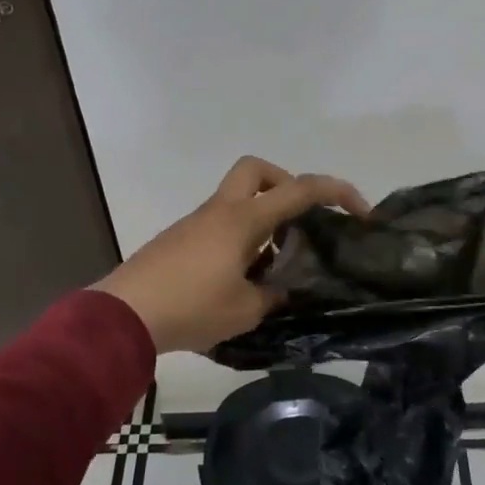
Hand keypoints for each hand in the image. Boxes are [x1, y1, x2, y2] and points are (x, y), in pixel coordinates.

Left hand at [93, 156, 368, 354]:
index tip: (360, 212)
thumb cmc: (191, 307)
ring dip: (262, 220)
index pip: (299, 190)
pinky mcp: (180, 240)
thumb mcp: (245, 310)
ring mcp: (196, 223)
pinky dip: (240, 239)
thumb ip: (273, 295)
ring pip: (237, 200)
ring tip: (273, 267)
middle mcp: (220, 211)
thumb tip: (281, 289)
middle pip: (256, 170)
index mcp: (243, 220)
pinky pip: (220, 224)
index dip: (336, 192)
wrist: (123, 314)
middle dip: (284, 184)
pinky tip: (240, 279)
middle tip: (298, 220)